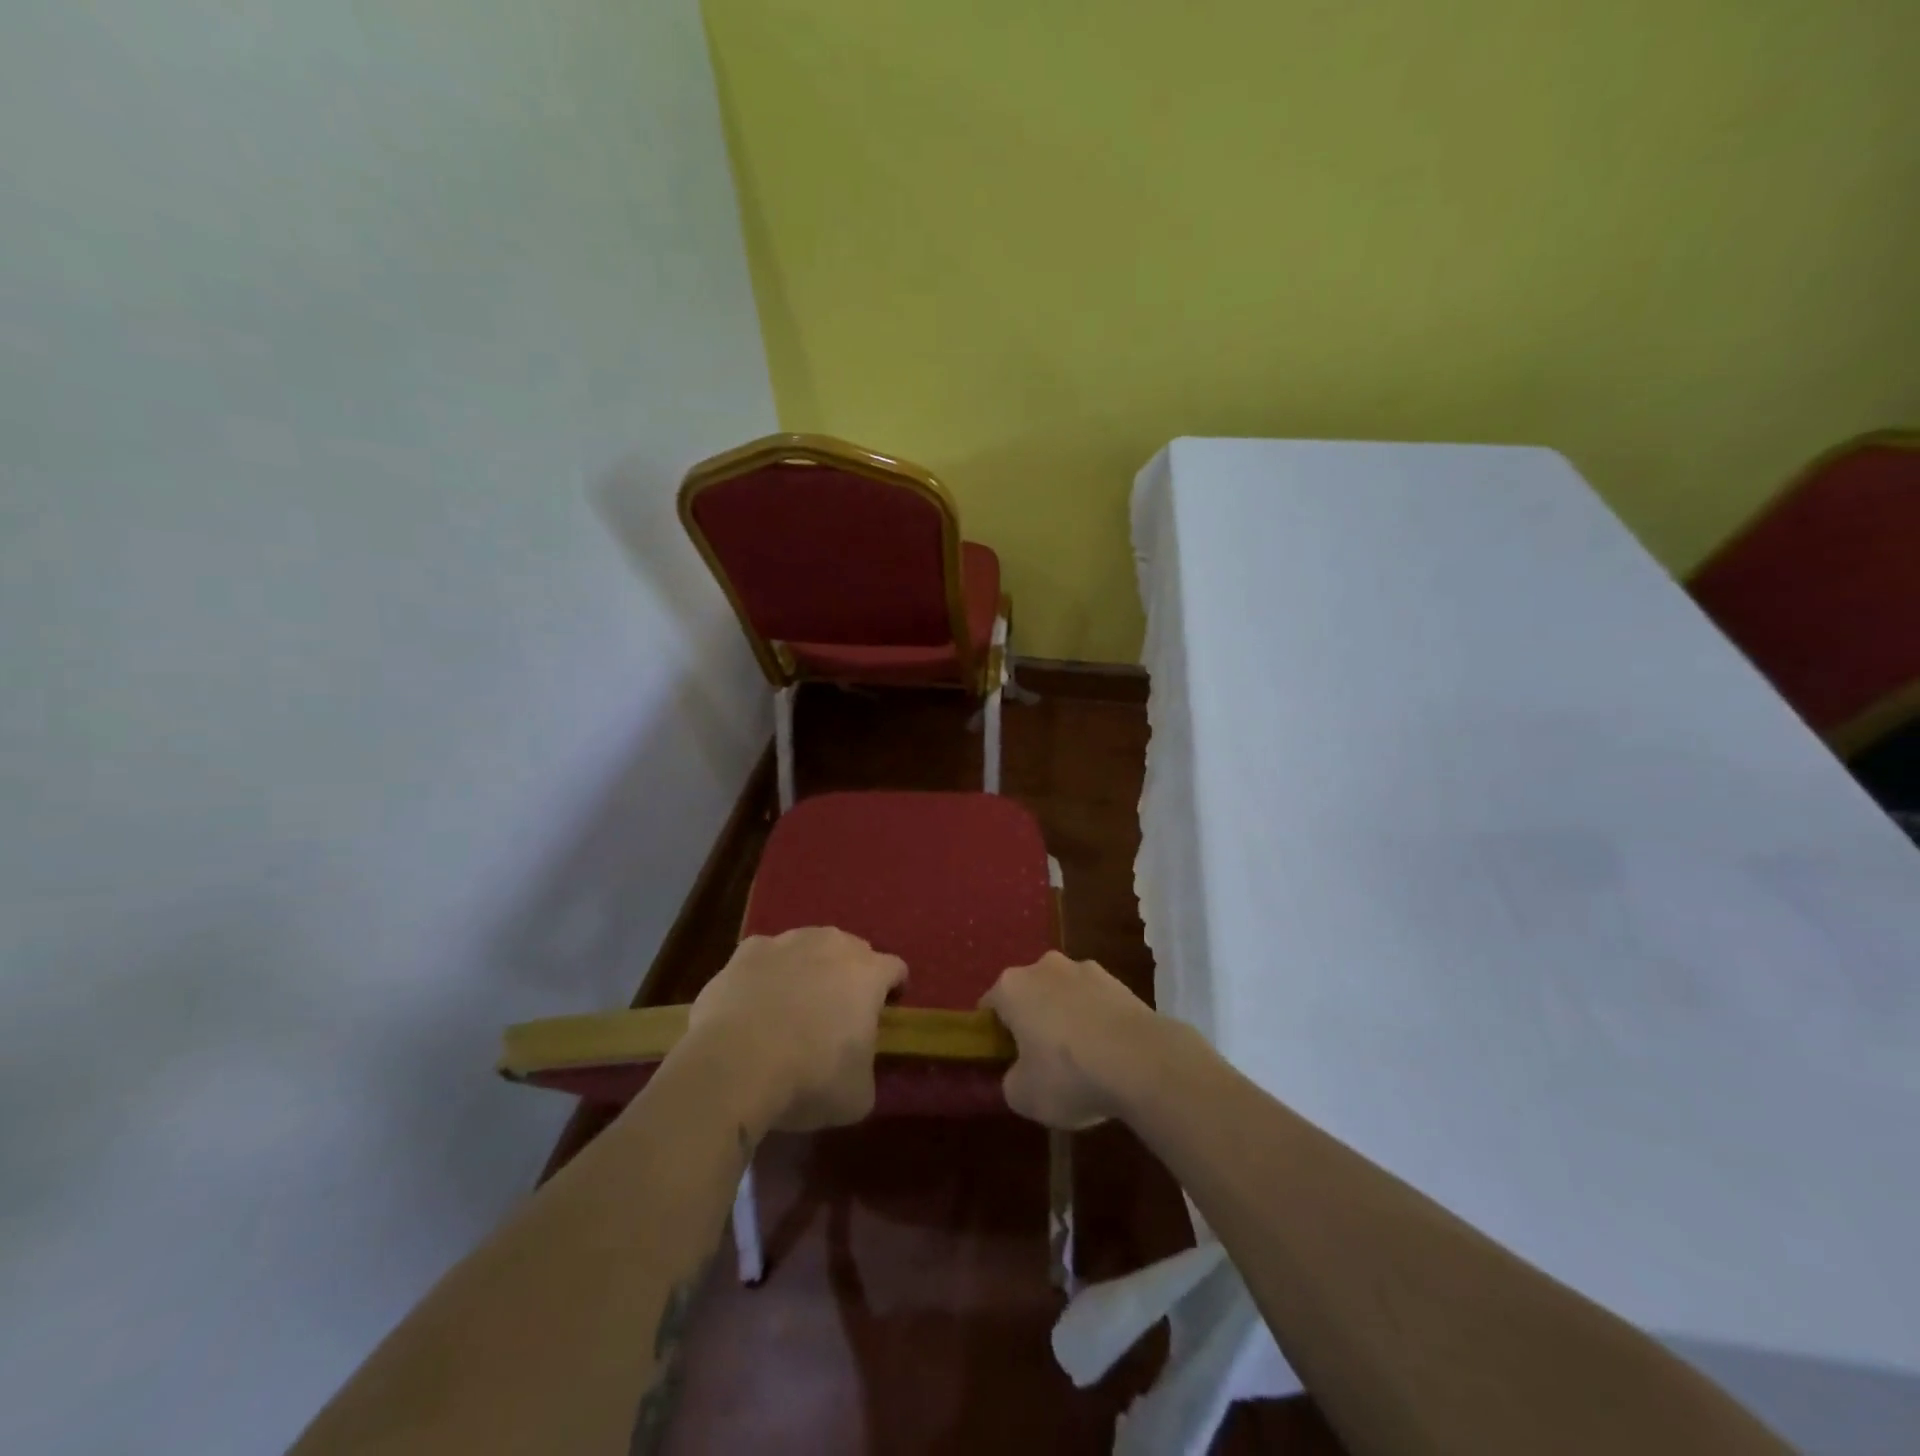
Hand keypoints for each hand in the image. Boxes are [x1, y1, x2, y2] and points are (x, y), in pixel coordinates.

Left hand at [685, 926, 905, 1131]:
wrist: (734, 1064)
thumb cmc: (809, 1078)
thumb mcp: (858, 1095)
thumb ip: (866, 1068)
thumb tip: (856, 1066)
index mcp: (868, 974)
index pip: (895, 968)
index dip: (893, 988)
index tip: (886, 1009)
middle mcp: (832, 945)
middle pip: (853, 949)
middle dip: (851, 973)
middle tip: (839, 1009)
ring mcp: (786, 942)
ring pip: (808, 945)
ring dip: (809, 966)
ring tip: (795, 1002)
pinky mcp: (746, 951)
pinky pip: (766, 955)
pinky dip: (767, 972)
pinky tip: (756, 1000)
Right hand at [980, 952, 1166, 1129]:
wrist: (1143, 1061)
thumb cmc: (1069, 1074)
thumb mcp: (1023, 1096)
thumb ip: (1011, 1081)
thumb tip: (1020, 1074)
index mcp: (1012, 987)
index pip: (990, 1006)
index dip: (994, 1035)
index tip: (1005, 1061)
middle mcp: (1044, 966)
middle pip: (1029, 995)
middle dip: (1032, 1021)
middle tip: (1041, 1062)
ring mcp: (1085, 969)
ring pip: (1064, 995)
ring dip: (1066, 1018)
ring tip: (1082, 1062)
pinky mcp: (1119, 981)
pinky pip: (1096, 1003)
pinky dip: (1096, 1022)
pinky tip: (1109, 1055)